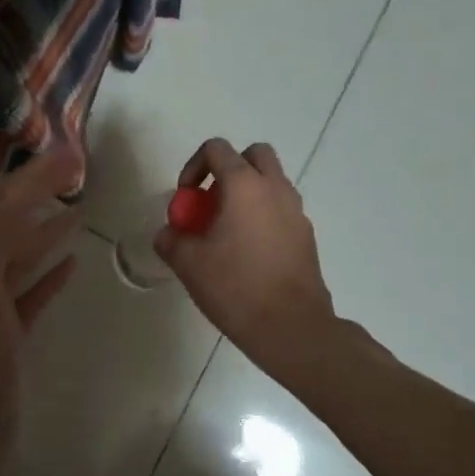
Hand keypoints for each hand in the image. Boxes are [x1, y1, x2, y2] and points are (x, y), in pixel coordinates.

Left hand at [0, 148, 82, 471]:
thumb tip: (18, 195)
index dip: (29, 178)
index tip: (67, 156)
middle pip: (7, 224)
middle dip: (37, 194)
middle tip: (75, 172)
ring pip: (19, 255)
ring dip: (46, 228)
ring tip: (77, 206)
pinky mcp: (8, 332)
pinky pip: (30, 290)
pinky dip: (49, 271)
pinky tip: (72, 262)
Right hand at [155, 139, 339, 377]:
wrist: (291, 326)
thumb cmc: (236, 287)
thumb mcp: (189, 263)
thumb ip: (171, 239)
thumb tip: (168, 233)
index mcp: (244, 184)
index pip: (217, 149)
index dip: (194, 166)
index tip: (186, 197)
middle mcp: (275, 188)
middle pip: (253, 155)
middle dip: (229, 169)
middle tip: (211, 202)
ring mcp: (296, 211)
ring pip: (271, 182)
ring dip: (247, 193)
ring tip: (227, 230)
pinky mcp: (306, 235)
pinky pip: (281, 210)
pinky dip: (263, 216)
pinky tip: (248, 253)